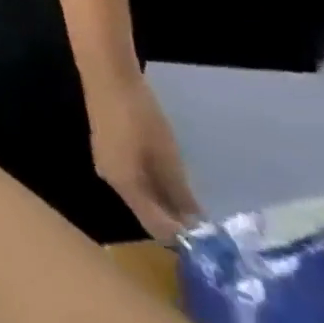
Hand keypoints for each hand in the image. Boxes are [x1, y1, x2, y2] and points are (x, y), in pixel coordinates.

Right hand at [88, 74, 200, 240]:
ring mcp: (107, 163)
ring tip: (194, 201)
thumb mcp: (167, 158)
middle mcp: (111, 179)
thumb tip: (196, 226)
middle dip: (176, 221)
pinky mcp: (108, 149)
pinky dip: (155, 186)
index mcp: (124, 185)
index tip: (216, 244)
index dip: (185, 240)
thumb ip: (180, 194)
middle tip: (209, 223)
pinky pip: (134, 179)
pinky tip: (170, 176)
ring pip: (140, 195)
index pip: (156, 228)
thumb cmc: (140, 119)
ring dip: (166, 203)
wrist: (108, 79)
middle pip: (146, 212)